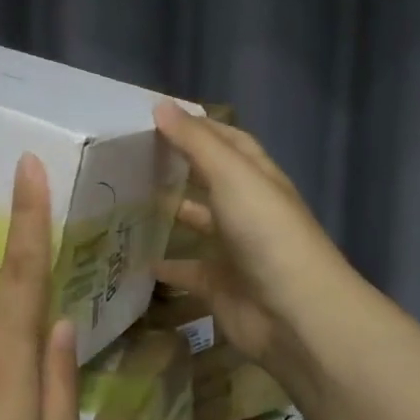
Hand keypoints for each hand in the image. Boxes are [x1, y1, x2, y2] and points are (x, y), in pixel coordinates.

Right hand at [152, 102, 361, 393]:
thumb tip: (160, 105)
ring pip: (197, 224)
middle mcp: (247, 210)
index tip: (156, 118)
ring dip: (170, 214)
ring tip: (125, 201)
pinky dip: (163, 267)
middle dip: (178, 168)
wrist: (295, 314)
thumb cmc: (266, 233)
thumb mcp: (232, 176)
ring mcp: (233, 250)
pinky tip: (133, 258)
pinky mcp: (218, 286)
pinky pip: (185, 272)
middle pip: (210, 180)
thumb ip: (195, 142)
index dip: (198, 127)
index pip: (228, 141)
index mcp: (256, 178)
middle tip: (130, 157)